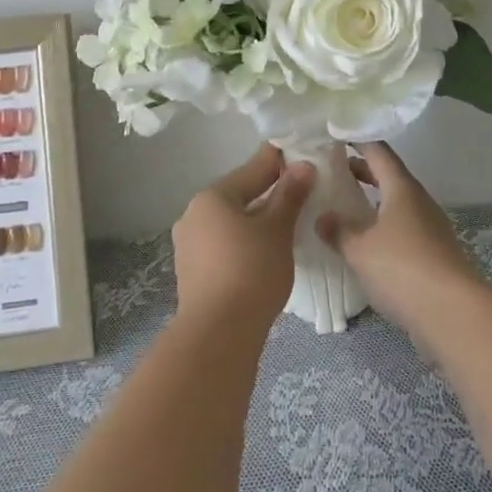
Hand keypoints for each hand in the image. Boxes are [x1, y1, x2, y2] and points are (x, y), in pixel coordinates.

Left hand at [172, 145, 313, 338]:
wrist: (217, 334)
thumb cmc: (251, 271)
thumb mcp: (277, 230)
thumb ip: (290, 195)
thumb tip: (302, 165)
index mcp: (212, 196)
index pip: (252, 169)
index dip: (279, 163)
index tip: (302, 156)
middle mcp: (194, 214)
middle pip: (239, 195)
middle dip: (268, 194)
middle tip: (300, 194)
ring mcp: (189, 245)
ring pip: (230, 223)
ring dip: (256, 221)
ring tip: (285, 226)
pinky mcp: (192, 273)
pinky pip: (223, 245)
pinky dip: (243, 243)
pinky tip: (263, 254)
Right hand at [315, 143, 482, 340]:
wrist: (453, 313)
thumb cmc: (403, 267)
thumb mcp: (360, 248)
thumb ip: (338, 230)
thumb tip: (322, 216)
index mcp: (401, 187)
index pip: (377, 151)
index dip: (356, 140)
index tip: (333, 135)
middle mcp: (418, 200)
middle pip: (388, 175)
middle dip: (361, 170)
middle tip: (331, 169)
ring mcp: (429, 226)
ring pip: (395, 202)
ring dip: (371, 200)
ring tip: (343, 205)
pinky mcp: (433, 252)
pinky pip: (402, 226)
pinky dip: (381, 224)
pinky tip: (364, 241)